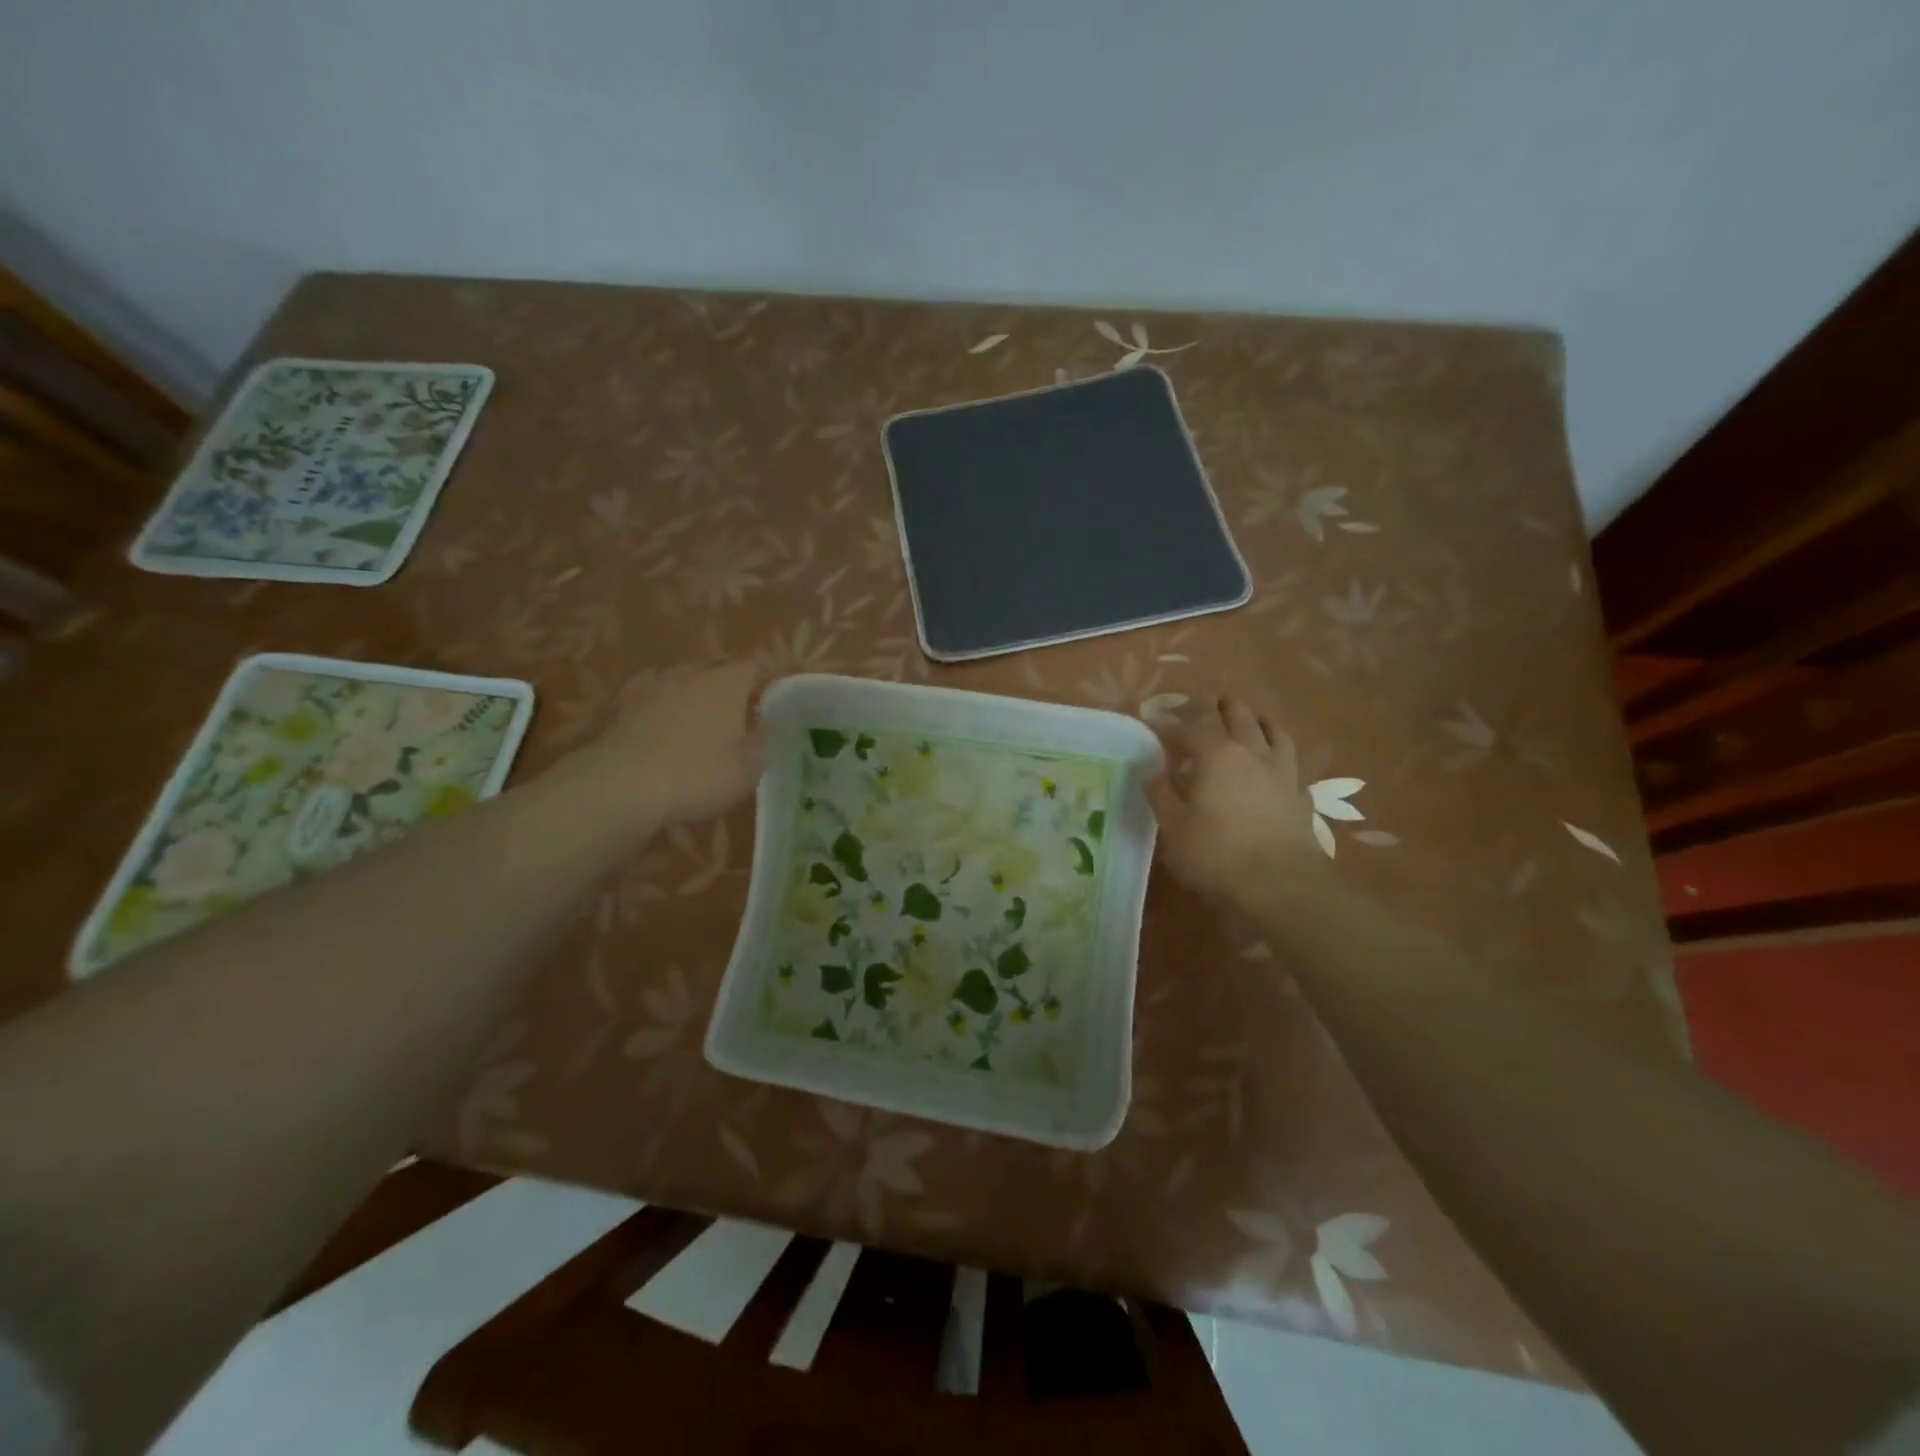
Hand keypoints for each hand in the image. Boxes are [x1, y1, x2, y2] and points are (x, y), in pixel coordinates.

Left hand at [577, 662, 765, 827]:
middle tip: (732, 719)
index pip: (752, 668)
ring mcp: (651, 684)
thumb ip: (763, 740)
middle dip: (726, 688)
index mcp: (727, 683)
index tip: (764, 710)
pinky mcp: (618, 702)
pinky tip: (656, 729)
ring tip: (693, 724)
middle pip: (715, 669)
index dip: (761, 686)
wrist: (620, 786)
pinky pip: (648, 696)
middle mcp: (690, 673)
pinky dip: (657, 707)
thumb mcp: (748, 769)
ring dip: (690, 695)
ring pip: (679, 679)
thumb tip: (768, 723)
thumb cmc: (697, 776)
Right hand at [1146, 694, 1324, 913]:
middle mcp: (1252, 753)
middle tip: (1208, 704)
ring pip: (1273, 732)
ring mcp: (1282, 772)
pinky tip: (1276, 766)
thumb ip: (1161, 793)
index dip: (1170, 722)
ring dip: (1257, 720)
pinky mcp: (1300, 795)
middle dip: (1219, 707)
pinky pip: (1291, 763)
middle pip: (1237, 717)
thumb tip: (1151, 770)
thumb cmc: (1217, 853)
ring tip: (1250, 719)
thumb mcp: (1174, 826)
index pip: (1190, 727)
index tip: (1154, 720)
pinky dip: (1280, 756)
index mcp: (1217, 755)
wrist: (1281, 884)